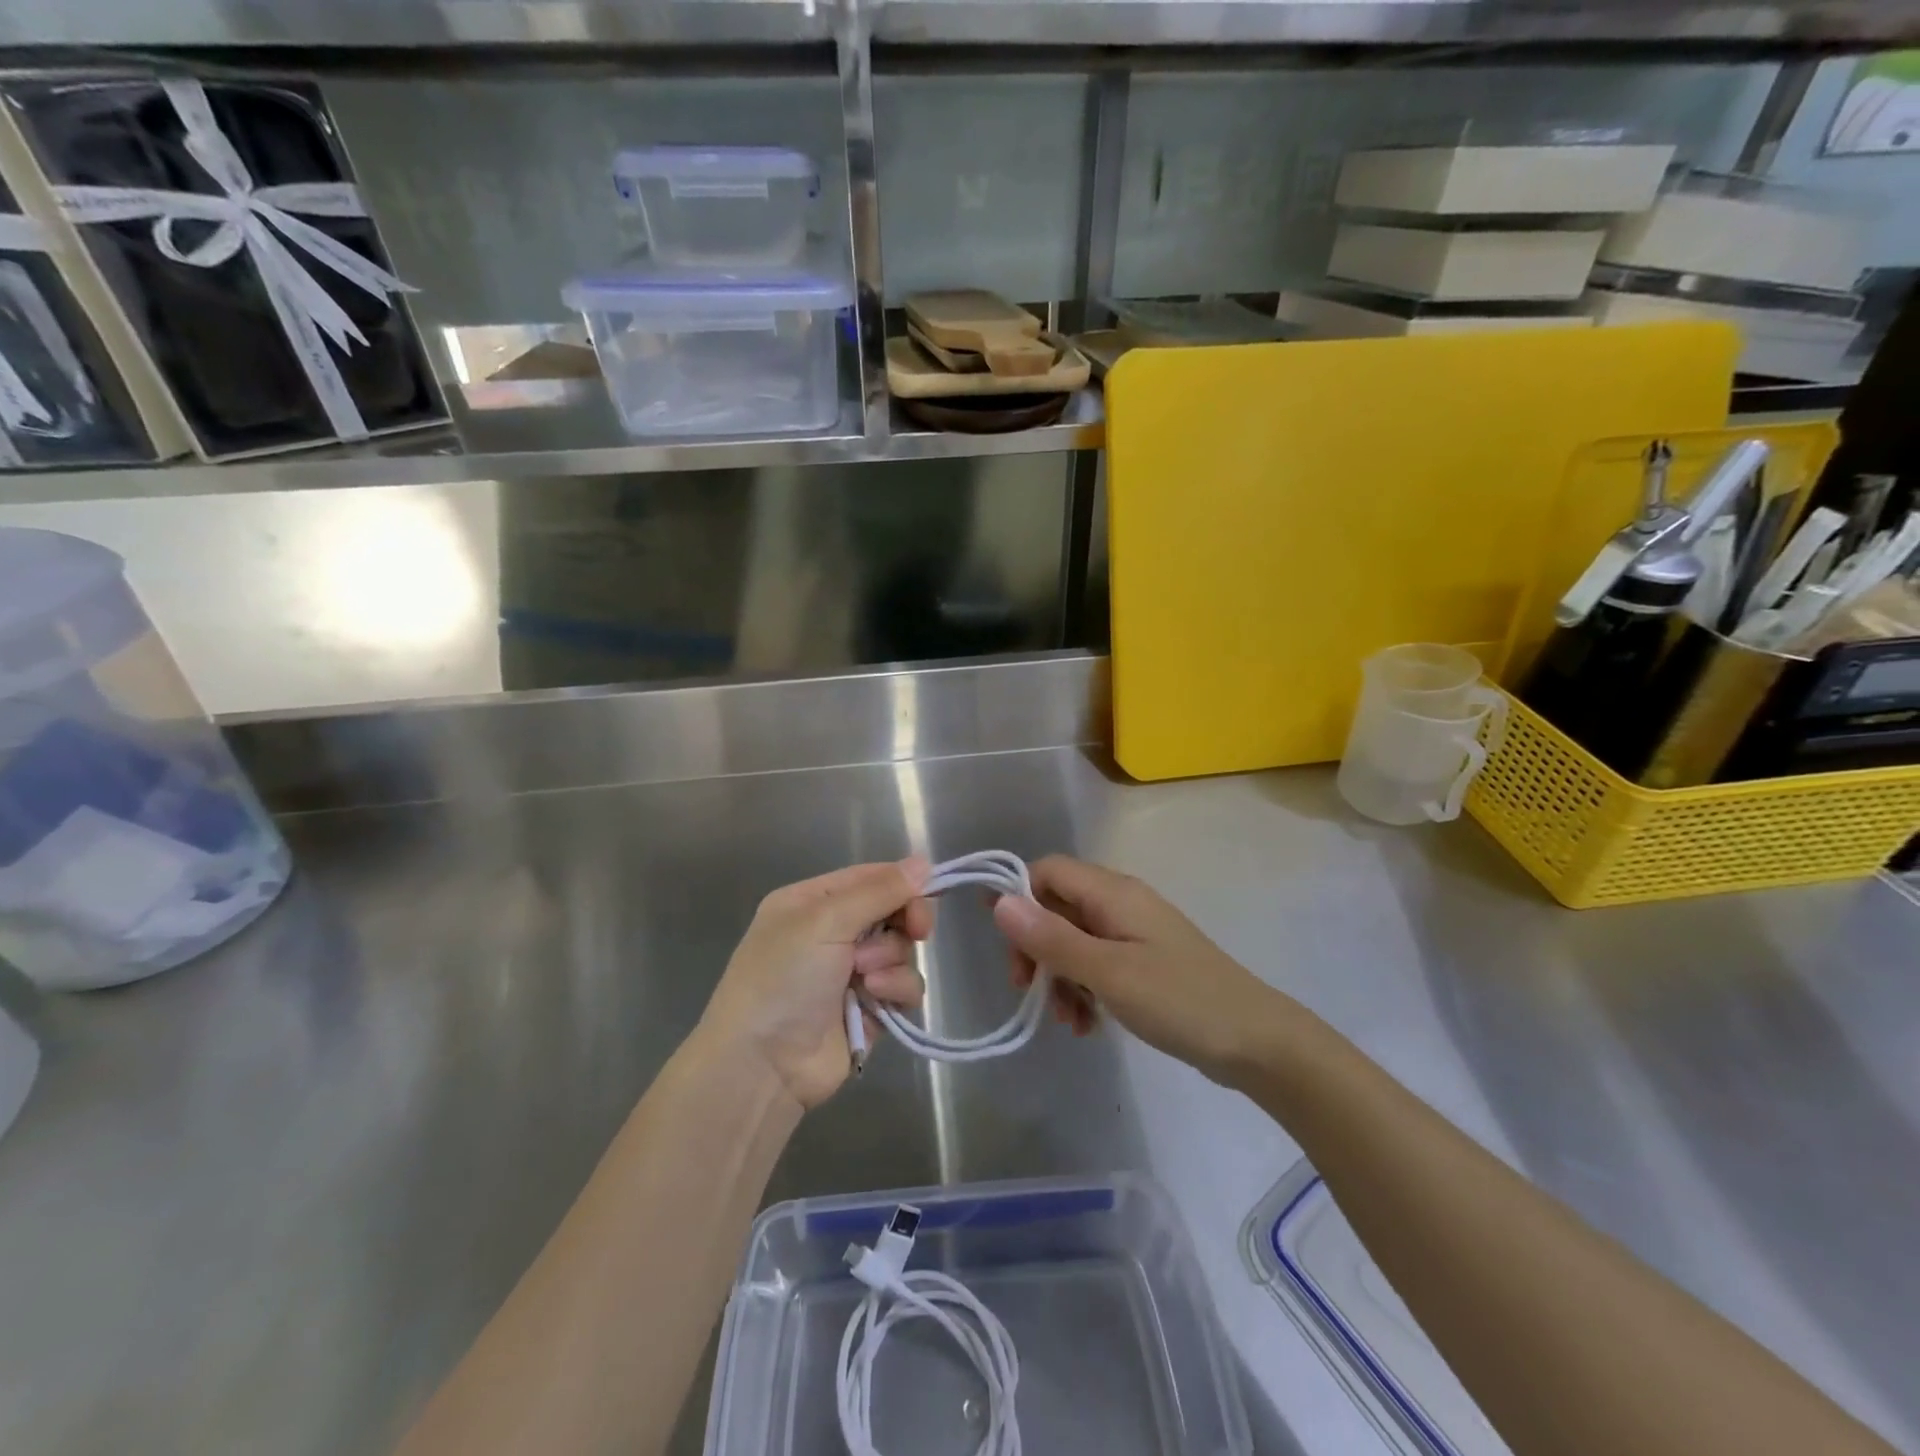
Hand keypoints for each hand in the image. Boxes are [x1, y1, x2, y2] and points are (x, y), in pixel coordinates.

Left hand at [700, 859, 932, 1109]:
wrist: (762, 1064)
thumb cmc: (784, 978)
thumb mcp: (825, 921)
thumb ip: (878, 891)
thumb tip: (923, 862)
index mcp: (812, 903)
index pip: (870, 878)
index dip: (902, 883)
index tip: (927, 893)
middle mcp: (832, 933)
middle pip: (892, 912)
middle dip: (904, 921)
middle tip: (917, 930)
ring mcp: (851, 972)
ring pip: (901, 950)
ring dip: (892, 961)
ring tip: (866, 980)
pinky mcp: (870, 1009)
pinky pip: (903, 987)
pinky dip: (897, 991)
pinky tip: (876, 1001)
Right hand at [993, 855, 1280, 1082]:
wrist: (1256, 1042)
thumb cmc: (1179, 1000)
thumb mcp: (1108, 972)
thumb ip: (1052, 937)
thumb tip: (999, 901)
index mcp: (1113, 893)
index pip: (1047, 871)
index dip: (1019, 898)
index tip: (1005, 944)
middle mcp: (1121, 903)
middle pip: (1057, 907)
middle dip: (1037, 948)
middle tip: (1028, 989)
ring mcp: (1134, 933)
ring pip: (1075, 940)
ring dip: (1059, 976)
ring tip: (1067, 1019)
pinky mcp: (1144, 962)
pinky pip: (1098, 963)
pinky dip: (1084, 988)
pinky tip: (1088, 1025)